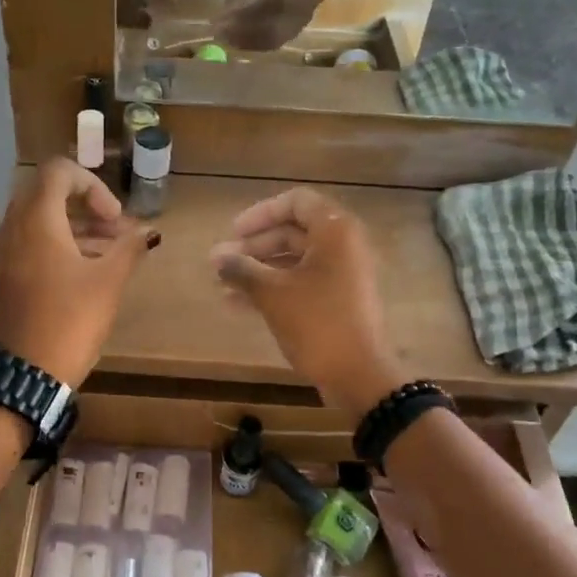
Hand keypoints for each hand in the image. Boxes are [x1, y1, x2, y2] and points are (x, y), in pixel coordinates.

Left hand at [0, 158, 159, 387]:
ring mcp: (5, 251)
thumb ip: (130, 248)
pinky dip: (59, 242)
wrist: (26, 373)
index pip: (60, 172)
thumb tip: (148, 231)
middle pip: (48, 192)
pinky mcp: (5, 273)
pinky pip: (32, 241)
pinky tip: (88, 267)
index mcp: (36, 220)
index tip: (115, 217)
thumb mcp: (108, 282)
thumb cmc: (70, 321)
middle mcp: (13, 227)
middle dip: (86, 204)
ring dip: (76, 224)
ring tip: (111, 250)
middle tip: (115, 229)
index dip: (93, 185)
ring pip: (40, 218)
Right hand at [209, 187, 405, 420]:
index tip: (233, 233)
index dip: (260, 214)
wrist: (358, 374)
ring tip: (222, 285)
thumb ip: (242, 270)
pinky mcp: (338, 300)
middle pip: (292, 231)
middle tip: (219, 263)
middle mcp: (343, 246)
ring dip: (257, 269)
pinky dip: (272, 288)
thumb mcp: (272, 294)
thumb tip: (217, 258)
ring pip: (293, 260)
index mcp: (334, 232)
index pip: (295, 202)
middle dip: (252, 247)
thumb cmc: (317, 323)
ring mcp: (342, 275)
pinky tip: (238, 304)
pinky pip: (300, 282)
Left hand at [212, 0, 325, 51]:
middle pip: (268, 29)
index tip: (218, 22)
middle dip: (240, 33)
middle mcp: (301, 9)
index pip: (265, 8)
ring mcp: (301, 22)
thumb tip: (227, 11)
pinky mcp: (298, 30)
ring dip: (246, 42)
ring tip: (226, 39)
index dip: (240, 17)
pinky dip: (256, 44)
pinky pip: (276, 42)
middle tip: (218, 34)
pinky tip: (241, 42)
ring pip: (271, 40)